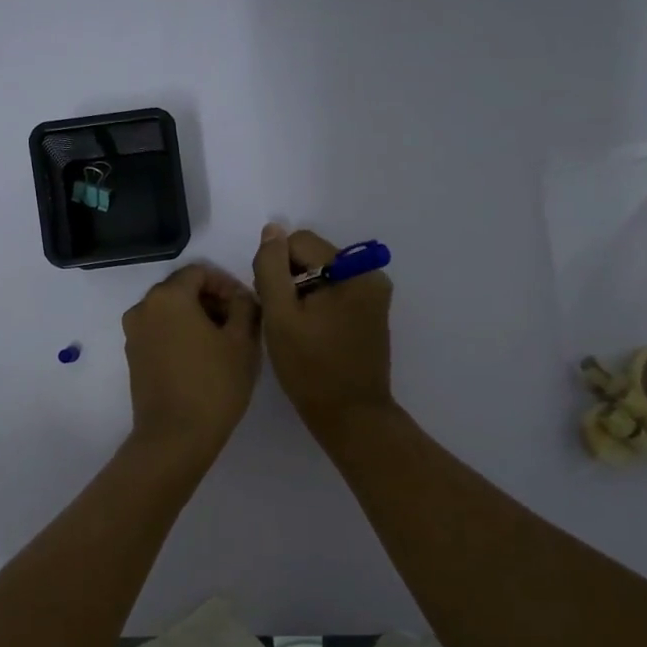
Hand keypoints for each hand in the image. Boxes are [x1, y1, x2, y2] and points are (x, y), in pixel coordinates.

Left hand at [122, 264, 261, 461]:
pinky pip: (160, 332)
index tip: (247, 306)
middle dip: (213, 301)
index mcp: (168, 297)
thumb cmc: (214, 385)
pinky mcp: (133, 357)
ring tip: (225, 343)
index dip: (228, 283)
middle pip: (182, 289)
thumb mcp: (242, 341)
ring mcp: (134, 334)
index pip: (200, 271)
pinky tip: (204, 358)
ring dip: (198, 318)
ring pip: (171, 312)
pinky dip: (181, 334)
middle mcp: (143, 308)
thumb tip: (240, 297)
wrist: (175, 437)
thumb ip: (245, 306)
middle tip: (240, 324)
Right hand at [252, 224, 394, 437]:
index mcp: (353, 271)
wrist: (350, 416)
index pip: (298, 242)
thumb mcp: (280, 315)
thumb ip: (271, 267)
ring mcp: (374, 296)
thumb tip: (272, 230)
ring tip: (295, 331)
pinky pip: (334, 294)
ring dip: (301, 295)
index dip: (275, 269)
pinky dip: (317, 307)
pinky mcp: (371, 314)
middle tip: (281, 321)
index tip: (272, 305)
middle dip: (289, 281)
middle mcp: (370, 275)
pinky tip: (310, 335)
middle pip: (312, 256)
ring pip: (321, 276)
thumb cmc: (310, 368)